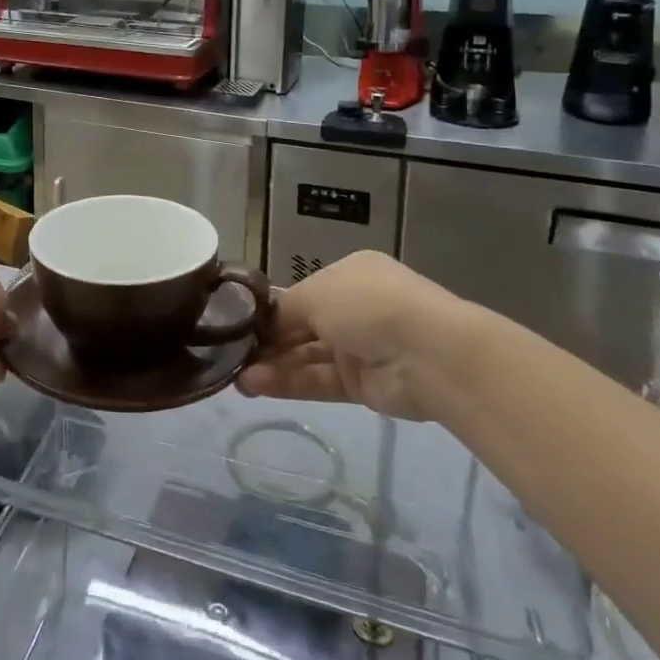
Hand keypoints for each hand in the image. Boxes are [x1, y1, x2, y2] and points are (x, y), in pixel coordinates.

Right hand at [236, 250, 467, 419]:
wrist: (428, 353)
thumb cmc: (367, 305)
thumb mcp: (314, 294)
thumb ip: (282, 311)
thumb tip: (260, 325)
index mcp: (348, 274)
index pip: (300, 293)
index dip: (269, 308)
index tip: (237, 322)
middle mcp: (354, 308)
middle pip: (301, 326)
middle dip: (268, 340)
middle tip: (231, 354)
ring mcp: (360, 348)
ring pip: (307, 356)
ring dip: (273, 365)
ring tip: (238, 377)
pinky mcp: (362, 385)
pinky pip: (318, 381)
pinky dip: (289, 383)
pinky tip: (257, 385)